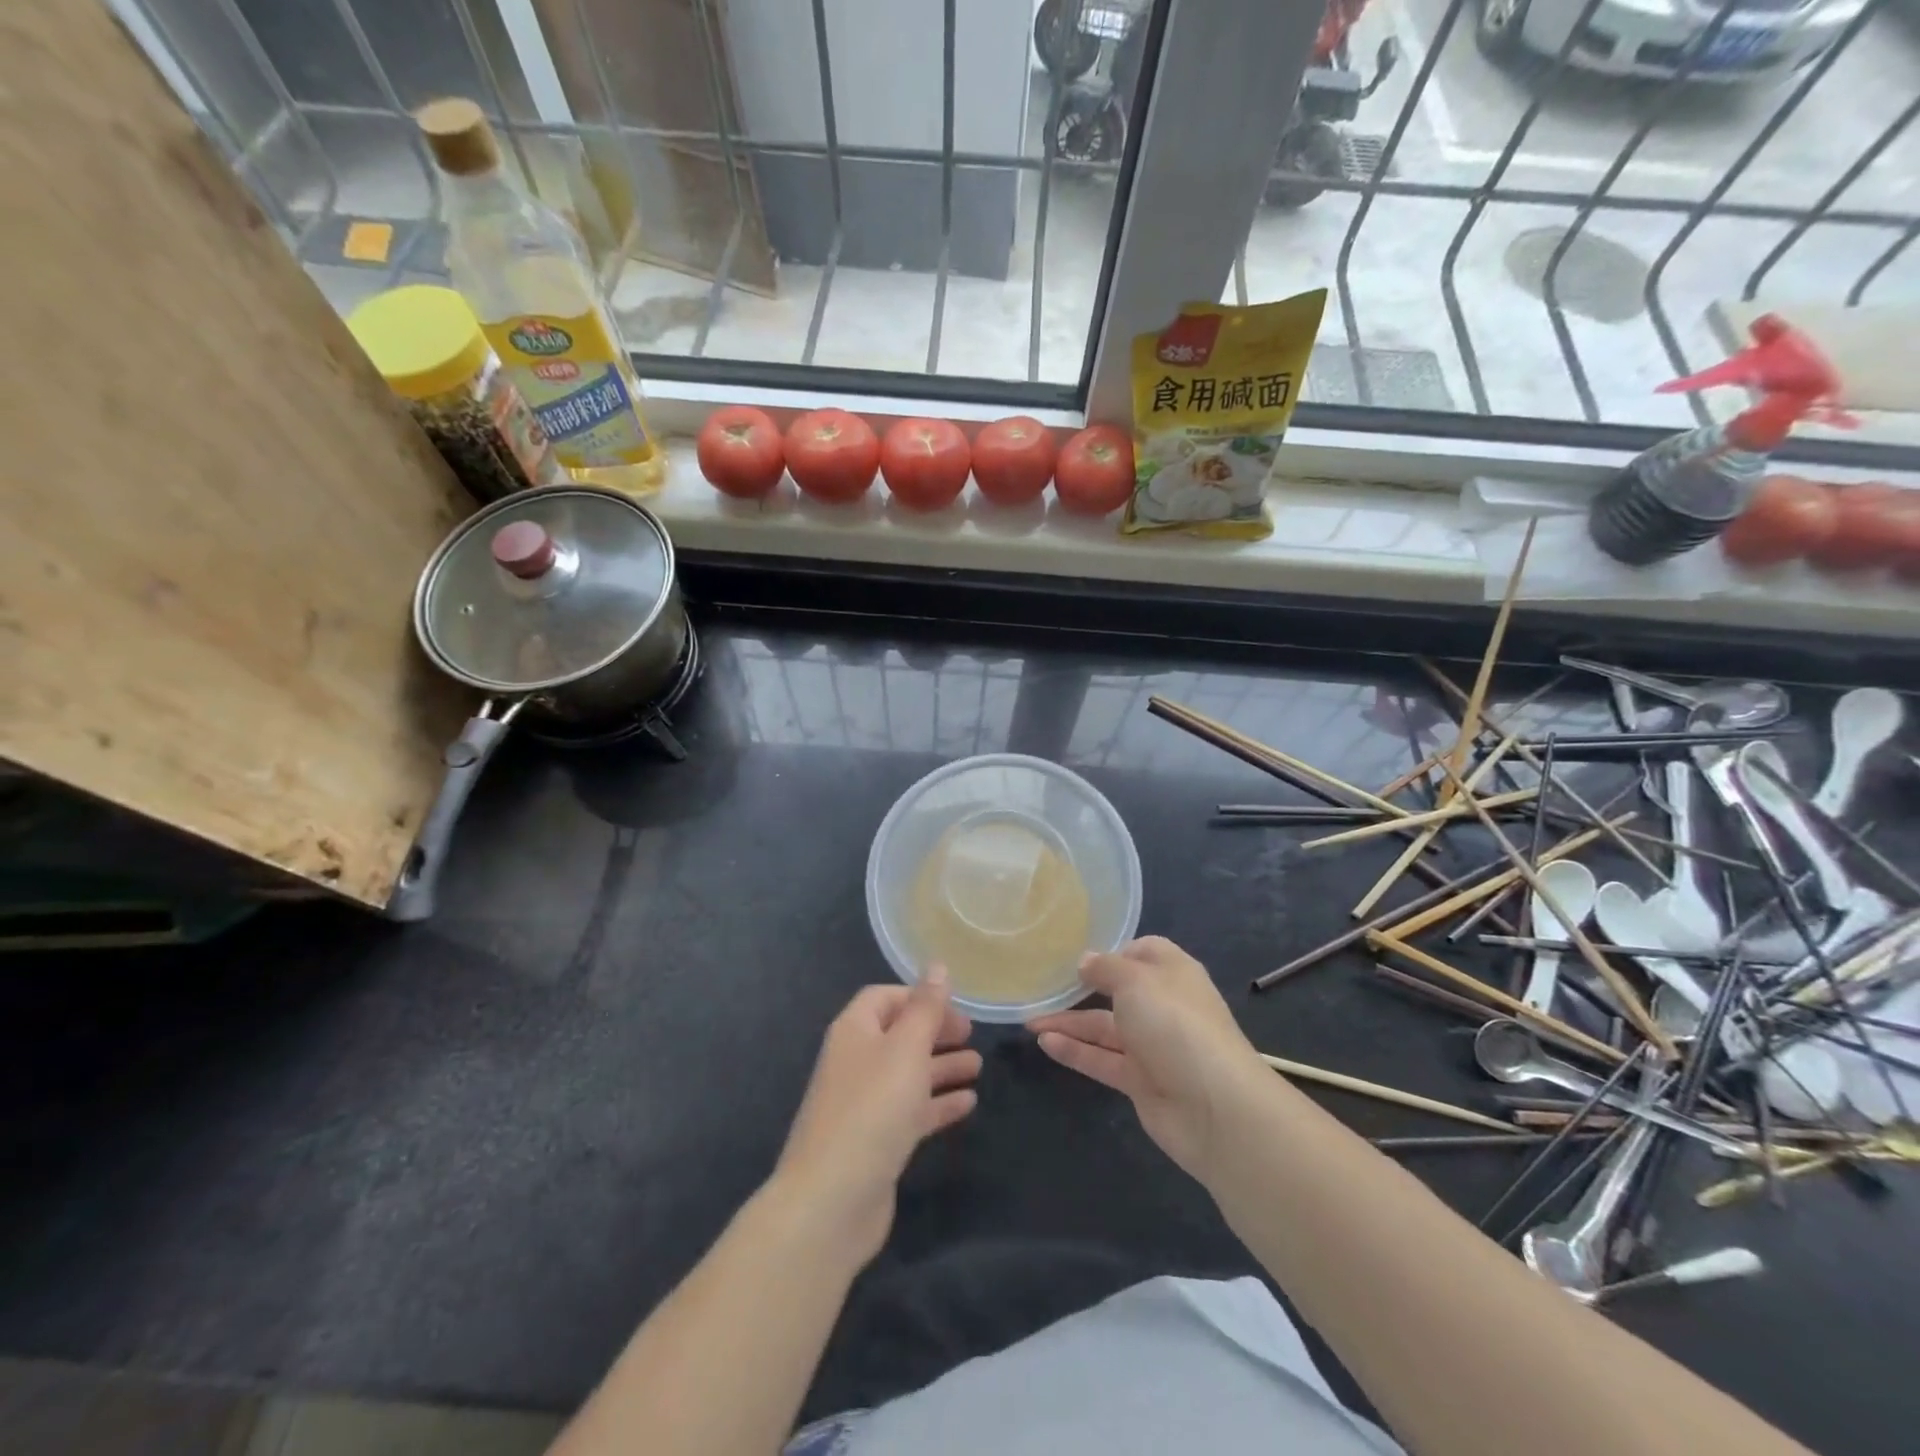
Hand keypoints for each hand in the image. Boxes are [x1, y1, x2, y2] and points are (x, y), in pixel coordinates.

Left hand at [772, 969, 980, 1267]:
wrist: (831, 1202)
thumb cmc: (871, 1110)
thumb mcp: (906, 1049)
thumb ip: (925, 1008)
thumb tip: (937, 965)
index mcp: (854, 1031)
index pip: (884, 998)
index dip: (918, 996)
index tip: (954, 1005)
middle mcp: (856, 1062)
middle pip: (898, 1035)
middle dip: (935, 1032)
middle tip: (973, 1035)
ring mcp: (864, 1105)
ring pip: (908, 1074)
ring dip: (942, 1067)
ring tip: (979, 1066)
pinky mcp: (876, 1142)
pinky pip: (911, 1112)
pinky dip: (938, 1104)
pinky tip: (968, 1104)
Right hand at [1029, 936, 1265, 1182]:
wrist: (1215, 1107)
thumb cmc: (1175, 1024)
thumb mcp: (1135, 980)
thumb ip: (1105, 968)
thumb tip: (1085, 961)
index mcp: (1172, 973)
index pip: (1144, 951)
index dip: (1114, 951)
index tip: (1079, 955)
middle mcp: (1163, 1006)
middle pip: (1119, 991)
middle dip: (1084, 988)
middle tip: (1044, 985)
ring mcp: (1153, 1046)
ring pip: (1104, 1029)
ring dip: (1069, 1023)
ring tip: (1029, 1020)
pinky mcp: (1141, 1081)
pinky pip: (1102, 1060)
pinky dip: (1075, 1051)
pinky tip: (1044, 1042)